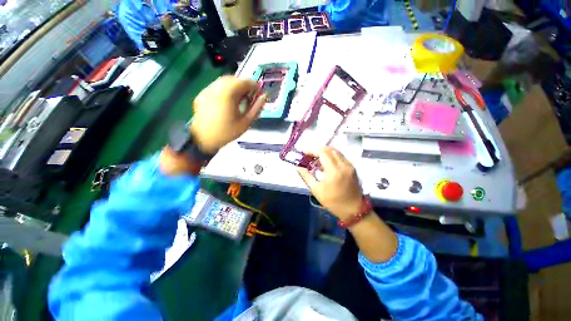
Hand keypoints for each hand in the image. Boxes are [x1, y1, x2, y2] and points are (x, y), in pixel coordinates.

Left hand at [190, 76, 266, 153]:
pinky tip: (227, 101)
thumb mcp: (246, 122)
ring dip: (234, 87)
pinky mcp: (202, 94)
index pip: (244, 82)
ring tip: (239, 99)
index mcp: (228, 94)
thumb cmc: (227, 132)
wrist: (204, 139)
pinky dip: (225, 90)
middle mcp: (217, 88)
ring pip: (224, 81)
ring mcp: (207, 90)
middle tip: (249, 96)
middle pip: (234, 79)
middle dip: (244, 86)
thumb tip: (264, 97)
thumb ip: (256, 108)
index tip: (259, 92)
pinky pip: (216, 86)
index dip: (254, 85)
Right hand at [297, 147, 363, 220]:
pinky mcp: (352, 167)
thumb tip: (297, 167)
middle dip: (318, 149)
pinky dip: (331, 156)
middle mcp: (343, 165)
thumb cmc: (333, 201)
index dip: (312, 150)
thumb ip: (306, 176)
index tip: (304, 152)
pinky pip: (340, 156)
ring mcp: (349, 165)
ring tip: (316, 159)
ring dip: (325, 152)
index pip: (322, 153)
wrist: (353, 209)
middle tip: (309, 155)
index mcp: (334, 171)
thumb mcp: (316, 190)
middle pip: (330, 149)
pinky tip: (326, 163)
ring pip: (336, 151)